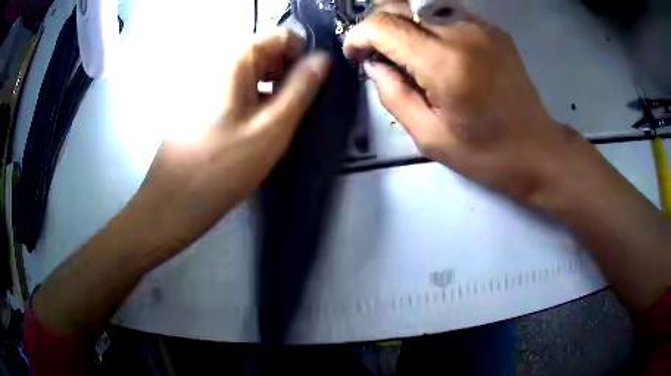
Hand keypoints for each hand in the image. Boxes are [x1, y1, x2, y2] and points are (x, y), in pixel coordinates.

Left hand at [128, 29, 330, 252]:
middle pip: (268, 54)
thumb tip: (323, 60)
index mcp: (235, 60)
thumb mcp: (271, 128)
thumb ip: (301, 89)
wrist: (173, 203)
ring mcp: (210, 84)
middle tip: (302, 109)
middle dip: (291, 75)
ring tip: (283, 122)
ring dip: (276, 91)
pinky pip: (241, 91)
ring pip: (256, 75)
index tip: (314, 85)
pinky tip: (262, 129)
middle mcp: (220, 64)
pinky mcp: (206, 104)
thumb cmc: (221, 167)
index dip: (304, 56)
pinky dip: (258, 102)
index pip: (282, 36)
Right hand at [344, 9, 572, 202]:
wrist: (537, 149)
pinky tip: (439, 54)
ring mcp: (481, 27)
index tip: (356, 54)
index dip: (359, 36)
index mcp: (446, 64)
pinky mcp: (493, 30)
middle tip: (380, 54)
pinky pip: (447, 16)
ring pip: (422, 8)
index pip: (384, 25)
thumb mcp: (429, 137)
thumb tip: (375, 65)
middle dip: (378, 26)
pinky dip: (430, 29)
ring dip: (405, 27)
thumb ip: (393, 95)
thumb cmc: (486, 153)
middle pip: (400, 6)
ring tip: (410, 56)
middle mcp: (463, 34)